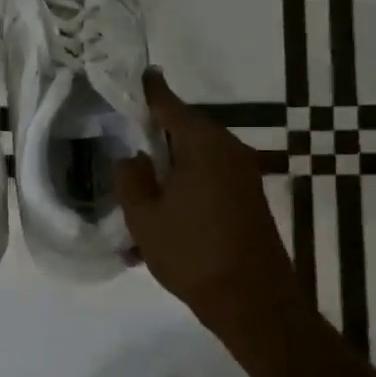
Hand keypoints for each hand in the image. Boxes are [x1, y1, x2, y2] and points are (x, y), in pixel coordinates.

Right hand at [117, 71, 293, 344]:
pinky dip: (182, 193)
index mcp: (204, 145)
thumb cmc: (193, 253)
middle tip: (123, 137)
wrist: (253, 302)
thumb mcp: (144, 217)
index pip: (170, 105)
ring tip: (136, 194)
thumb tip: (133, 157)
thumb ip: (131, 179)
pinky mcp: (246, 201)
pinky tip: (159, 225)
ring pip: (194, 161)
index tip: (136, 74)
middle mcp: (228, 152)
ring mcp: (242, 177)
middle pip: (184, 131)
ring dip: (166, 172)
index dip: (149, 90)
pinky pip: (207, 183)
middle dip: (153, 135)